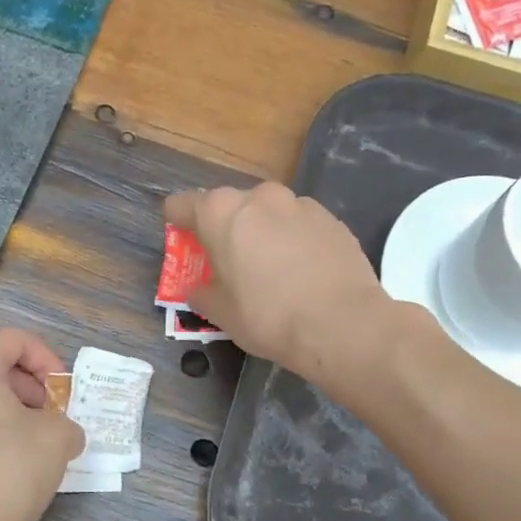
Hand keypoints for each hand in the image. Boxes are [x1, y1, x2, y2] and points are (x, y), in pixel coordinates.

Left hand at [0, 328, 85, 520]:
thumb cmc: (10, 470)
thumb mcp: (58, 437)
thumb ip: (68, 423)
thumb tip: (63, 434)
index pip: (15, 341)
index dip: (48, 358)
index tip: (64, 391)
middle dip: (34, 388)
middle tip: (57, 417)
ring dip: (18, 414)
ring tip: (43, 444)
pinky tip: (20, 466)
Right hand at [164, 183, 397, 386]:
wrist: (342, 324)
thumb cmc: (267, 316)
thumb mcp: (220, 313)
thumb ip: (201, 292)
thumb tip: (199, 288)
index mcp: (221, 212)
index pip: (182, 204)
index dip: (177, 224)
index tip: (182, 243)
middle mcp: (259, 197)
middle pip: (228, 206)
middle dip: (224, 229)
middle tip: (228, 263)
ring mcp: (300, 204)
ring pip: (268, 213)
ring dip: (261, 232)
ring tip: (271, 269)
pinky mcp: (331, 219)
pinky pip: (299, 225)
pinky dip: (293, 240)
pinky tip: (302, 272)